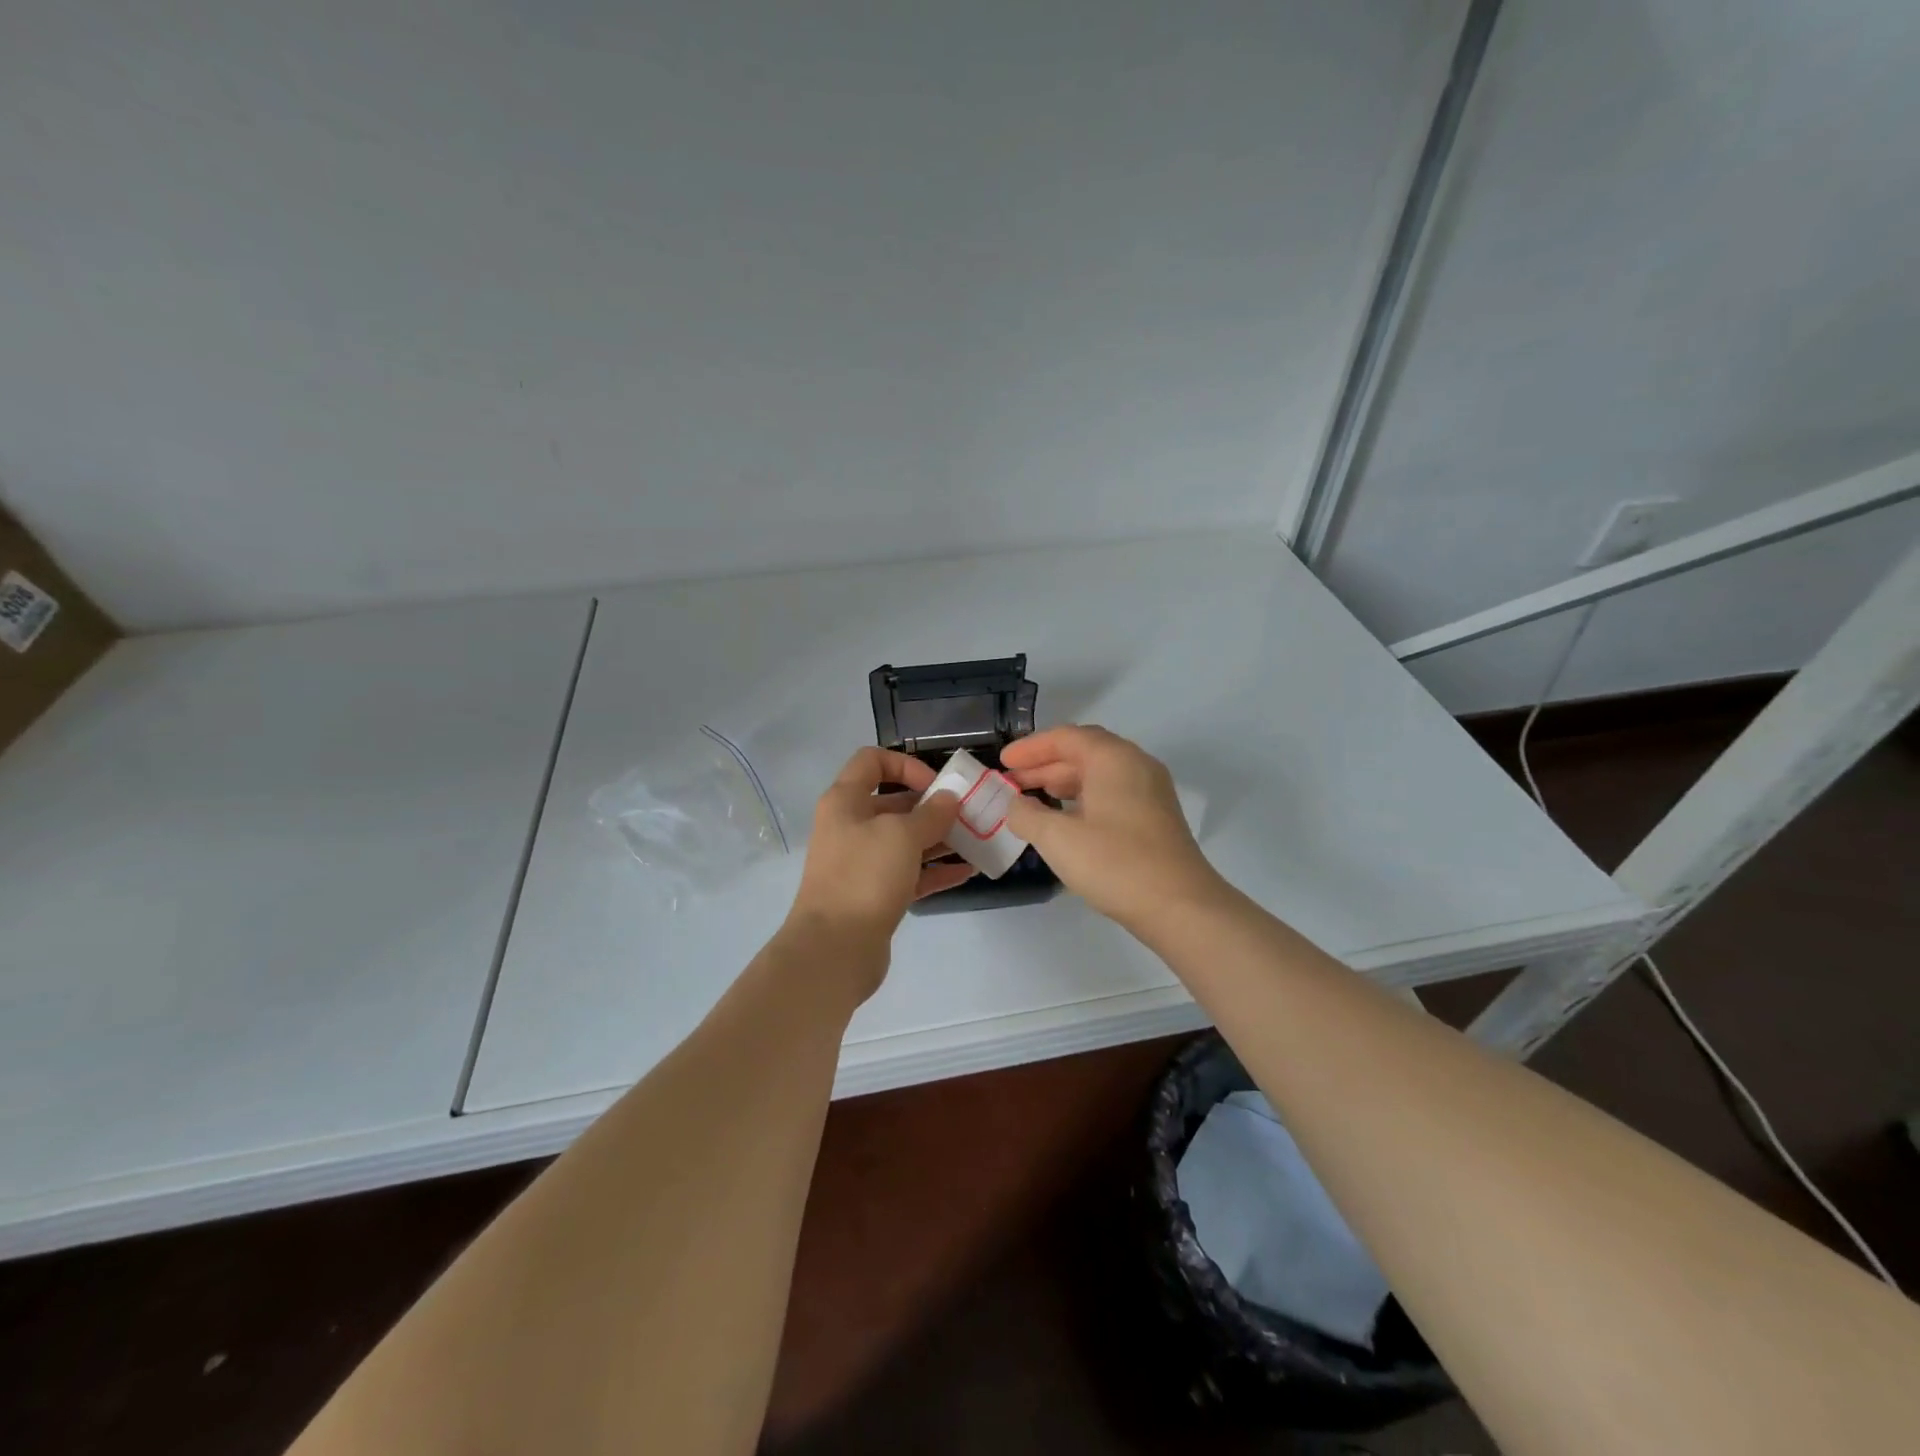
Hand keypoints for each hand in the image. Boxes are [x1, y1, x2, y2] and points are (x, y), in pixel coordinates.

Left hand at [788, 748, 972, 949]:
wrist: (834, 948)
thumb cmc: (864, 876)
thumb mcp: (902, 835)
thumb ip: (931, 813)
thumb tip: (948, 799)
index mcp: (845, 801)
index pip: (872, 761)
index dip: (906, 765)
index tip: (937, 786)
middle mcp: (851, 826)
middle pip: (894, 803)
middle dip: (933, 806)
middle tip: (970, 815)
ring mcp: (862, 863)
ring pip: (905, 841)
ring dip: (940, 839)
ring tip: (977, 842)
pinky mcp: (875, 895)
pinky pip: (910, 874)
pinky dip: (936, 870)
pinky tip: (967, 871)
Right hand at [1002, 725, 1227, 935]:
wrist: (1180, 906)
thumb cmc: (1115, 863)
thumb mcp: (1058, 838)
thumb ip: (1027, 815)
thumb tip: (1015, 804)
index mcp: (1113, 758)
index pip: (1065, 737)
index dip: (1030, 748)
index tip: (1003, 763)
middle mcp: (1135, 765)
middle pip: (1084, 752)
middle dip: (1044, 765)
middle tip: (1012, 782)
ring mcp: (1150, 791)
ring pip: (1099, 774)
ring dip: (1063, 782)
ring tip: (1032, 800)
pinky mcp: (1156, 817)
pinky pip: (1112, 793)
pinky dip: (1083, 799)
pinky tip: (1066, 821)